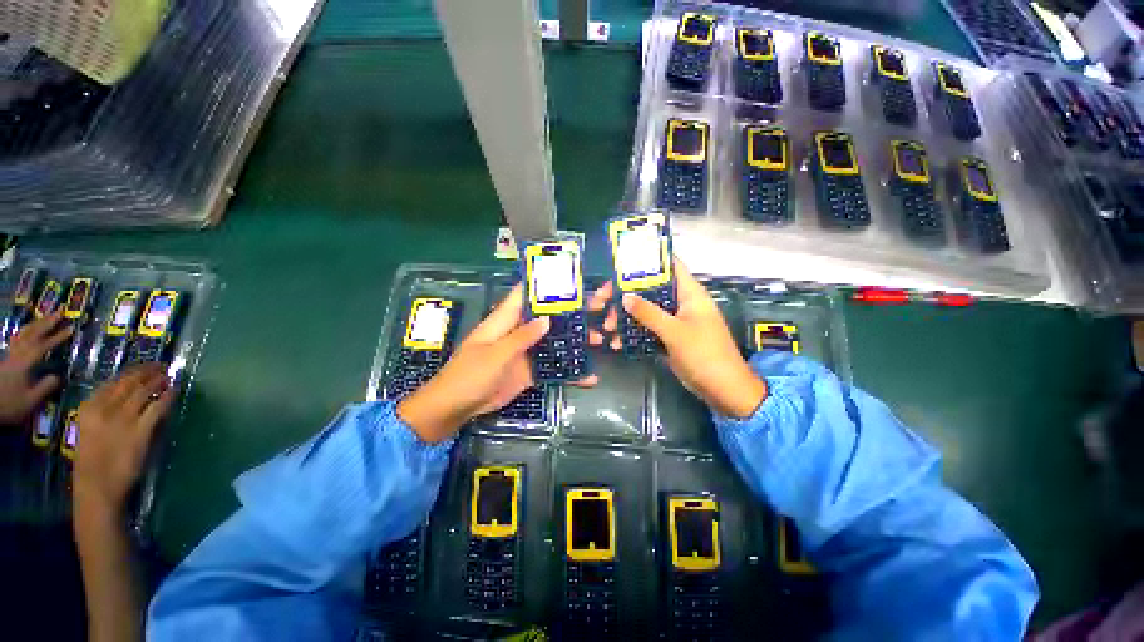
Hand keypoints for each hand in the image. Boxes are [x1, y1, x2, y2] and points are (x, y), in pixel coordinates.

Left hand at [0, 311, 72, 425]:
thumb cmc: (9, 404)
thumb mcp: (30, 401)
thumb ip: (45, 387)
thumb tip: (58, 376)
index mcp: (24, 363)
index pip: (43, 346)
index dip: (57, 337)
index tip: (71, 328)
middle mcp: (17, 355)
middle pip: (31, 334)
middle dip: (45, 323)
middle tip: (60, 312)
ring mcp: (10, 356)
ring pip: (22, 335)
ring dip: (36, 324)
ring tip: (46, 318)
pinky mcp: (7, 359)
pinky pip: (17, 340)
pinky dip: (25, 333)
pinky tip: (29, 331)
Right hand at [74, 364, 175, 511]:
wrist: (96, 488)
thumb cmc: (91, 462)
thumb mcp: (89, 429)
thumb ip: (103, 412)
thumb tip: (127, 396)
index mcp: (88, 409)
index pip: (113, 382)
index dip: (131, 371)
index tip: (144, 365)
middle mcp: (105, 410)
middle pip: (130, 383)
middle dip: (147, 371)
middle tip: (161, 365)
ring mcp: (123, 420)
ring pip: (144, 392)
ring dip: (158, 381)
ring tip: (168, 375)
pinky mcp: (140, 431)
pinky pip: (157, 408)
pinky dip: (167, 397)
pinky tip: (173, 390)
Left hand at [398, 285, 597, 442]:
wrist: (456, 408)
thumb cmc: (469, 374)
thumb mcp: (495, 354)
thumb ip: (522, 337)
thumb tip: (547, 319)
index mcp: (505, 320)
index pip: (525, 295)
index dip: (545, 284)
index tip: (570, 278)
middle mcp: (518, 332)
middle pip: (547, 317)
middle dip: (570, 313)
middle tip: (598, 307)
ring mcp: (525, 352)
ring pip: (553, 341)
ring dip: (574, 341)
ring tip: (600, 340)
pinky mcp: (529, 371)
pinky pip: (552, 367)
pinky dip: (568, 371)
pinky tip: (588, 376)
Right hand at [588, 258, 766, 418]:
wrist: (721, 389)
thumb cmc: (704, 354)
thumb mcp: (675, 332)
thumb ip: (649, 313)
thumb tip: (625, 297)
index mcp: (689, 293)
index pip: (670, 265)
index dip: (648, 260)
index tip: (621, 263)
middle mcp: (680, 302)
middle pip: (650, 289)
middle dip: (625, 294)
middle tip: (602, 300)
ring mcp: (674, 321)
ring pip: (645, 310)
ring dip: (625, 317)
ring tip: (607, 327)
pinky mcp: (668, 337)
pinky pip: (647, 329)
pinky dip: (633, 333)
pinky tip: (618, 342)